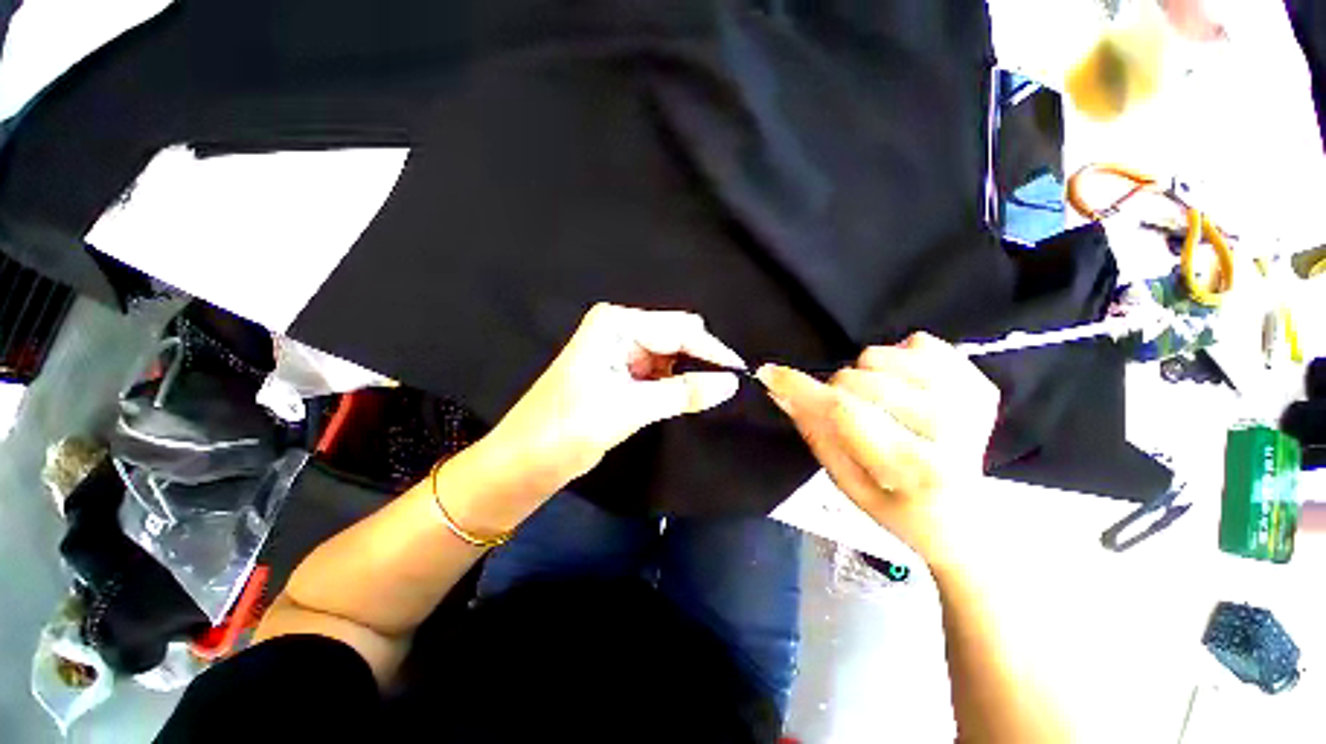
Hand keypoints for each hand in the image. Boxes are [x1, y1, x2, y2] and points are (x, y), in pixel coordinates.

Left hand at [481, 303, 744, 495]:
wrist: (523, 461)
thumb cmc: (567, 429)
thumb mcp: (629, 408)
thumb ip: (683, 393)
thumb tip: (732, 382)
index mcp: (616, 324)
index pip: (678, 330)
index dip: (711, 351)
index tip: (741, 374)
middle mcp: (619, 329)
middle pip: (676, 337)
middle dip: (701, 360)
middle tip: (729, 387)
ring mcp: (620, 351)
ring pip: (670, 356)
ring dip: (689, 374)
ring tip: (712, 394)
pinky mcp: (620, 373)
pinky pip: (659, 372)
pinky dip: (675, 384)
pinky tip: (689, 397)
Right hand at [756, 333, 998, 568]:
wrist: (962, 519)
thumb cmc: (894, 506)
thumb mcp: (843, 480)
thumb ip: (814, 430)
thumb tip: (779, 389)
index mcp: (914, 468)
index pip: (844, 411)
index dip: (801, 388)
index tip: (770, 372)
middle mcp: (950, 430)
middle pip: (857, 380)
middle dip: (839, 393)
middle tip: (856, 418)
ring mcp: (970, 401)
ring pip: (880, 356)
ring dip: (868, 378)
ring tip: (885, 408)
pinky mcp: (980, 382)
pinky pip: (917, 342)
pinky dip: (901, 362)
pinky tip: (911, 392)